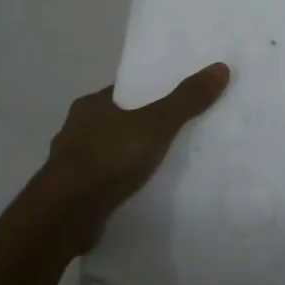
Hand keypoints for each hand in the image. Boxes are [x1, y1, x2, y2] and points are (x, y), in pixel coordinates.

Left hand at [37, 62, 231, 252]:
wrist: (64, 216)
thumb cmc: (107, 159)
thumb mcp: (155, 124)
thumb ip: (186, 100)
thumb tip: (220, 68)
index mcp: (91, 106)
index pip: (125, 92)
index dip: (148, 93)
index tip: (173, 99)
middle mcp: (76, 130)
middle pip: (117, 122)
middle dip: (140, 127)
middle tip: (174, 132)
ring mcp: (71, 166)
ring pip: (108, 154)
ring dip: (128, 159)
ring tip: (161, 166)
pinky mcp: (72, 197)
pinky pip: (103, 184)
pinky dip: (119, 186)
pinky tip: (139, 193)